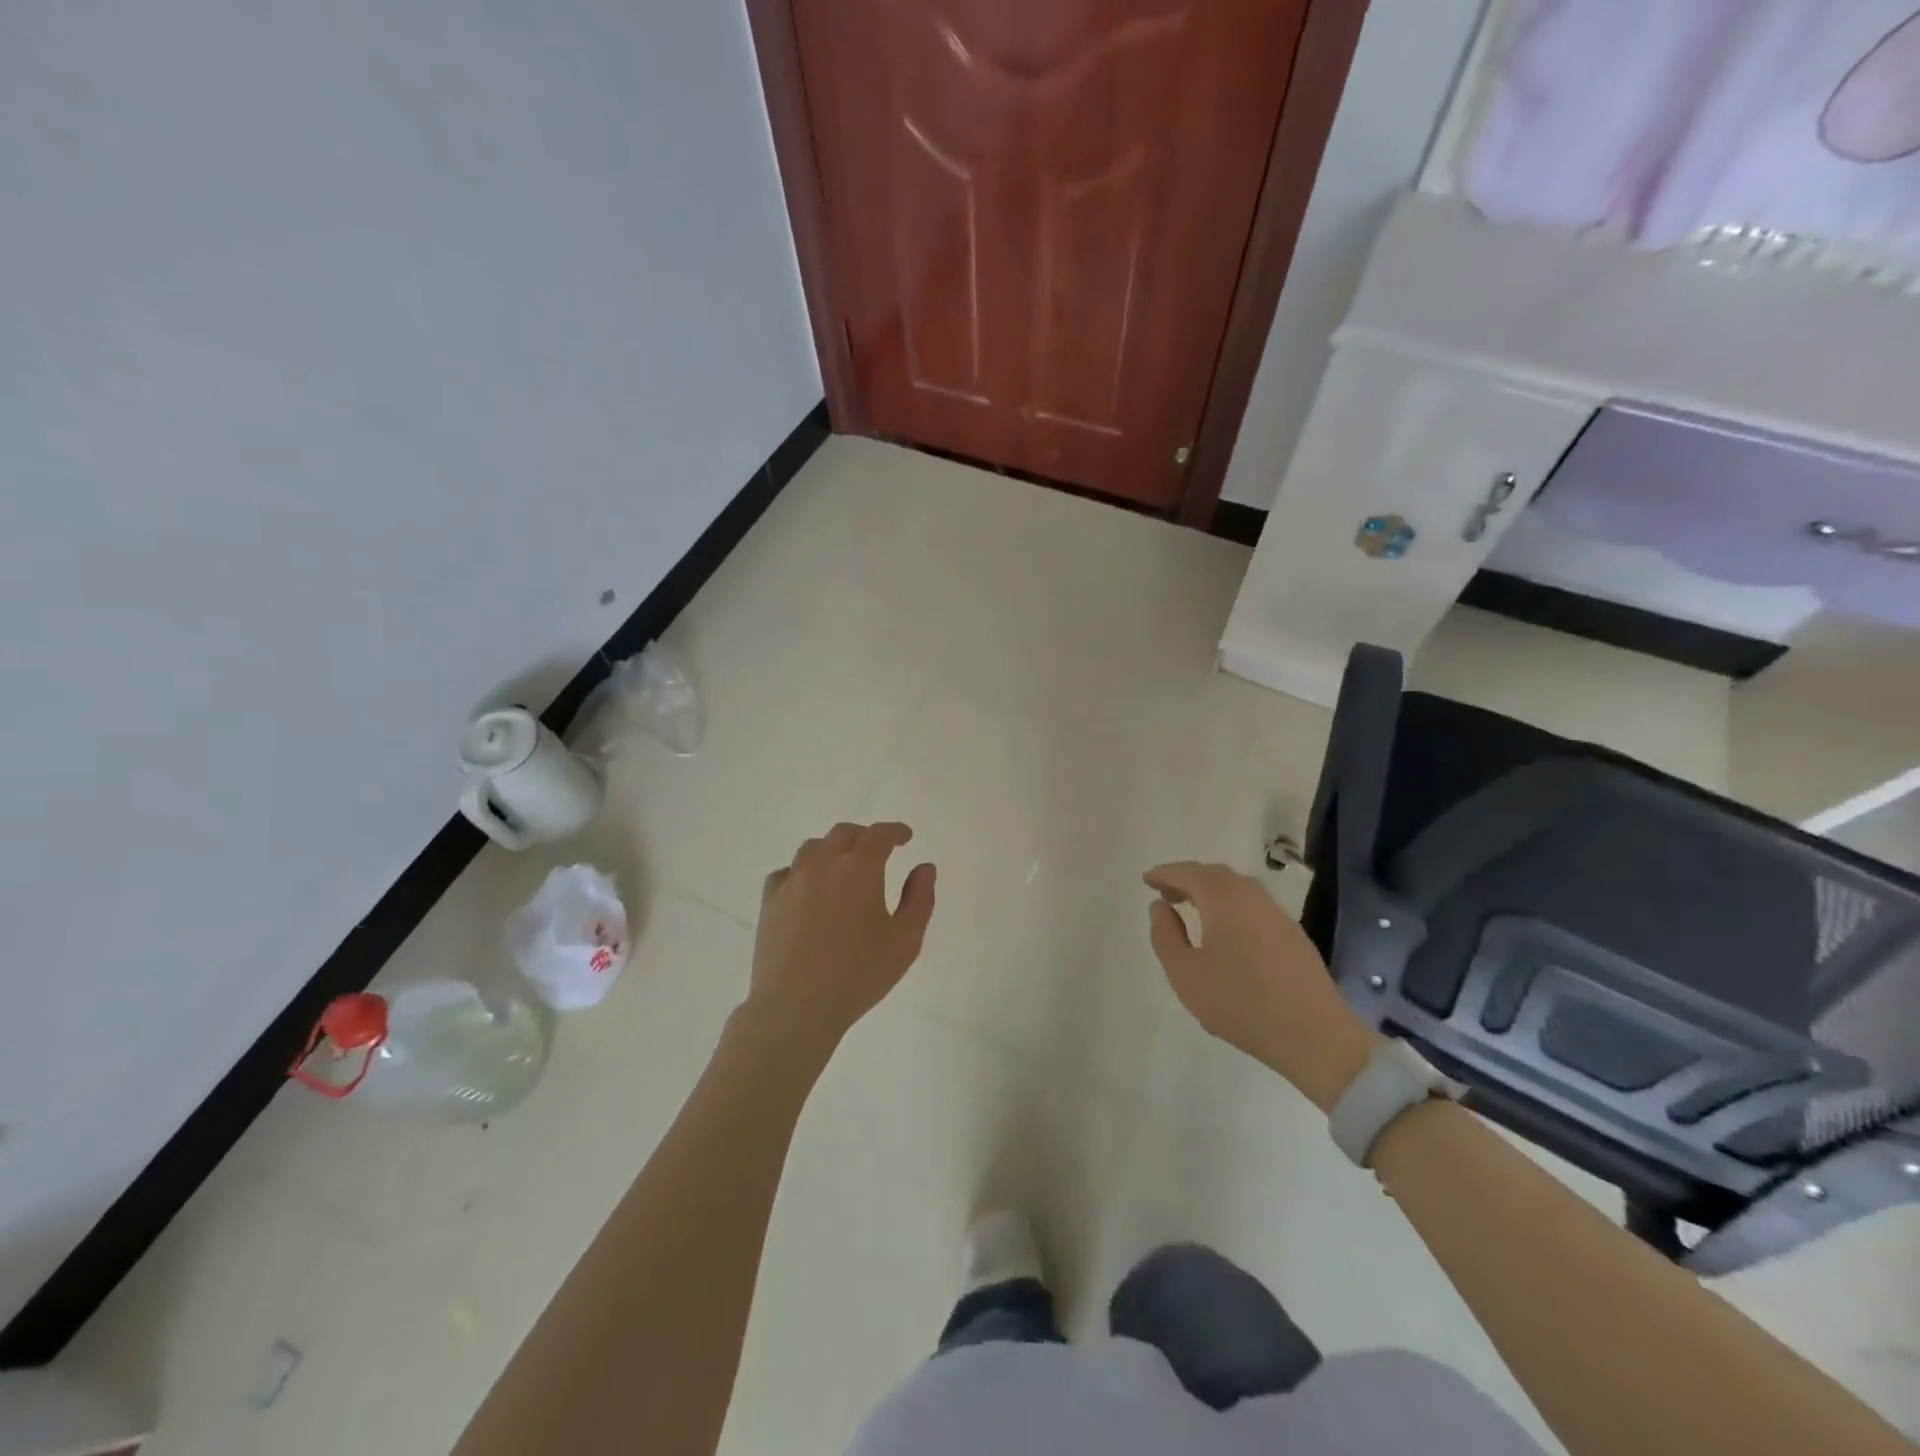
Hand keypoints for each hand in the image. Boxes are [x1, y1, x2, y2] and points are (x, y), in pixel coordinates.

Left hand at [740, 822, 936, 1056]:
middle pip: (843, 834)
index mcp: (859, 869)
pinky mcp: (769, 901)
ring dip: (832, 851)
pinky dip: (803, 872)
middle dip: (864, 837)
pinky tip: (808, 891)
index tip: (905, 837)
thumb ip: (919, 899)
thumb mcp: (905, 940)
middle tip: (877, 851)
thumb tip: (924, 868)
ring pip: (812, 848)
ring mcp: (792, 881)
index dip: (895, 831)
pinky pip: (787, 872)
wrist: (795, 1006)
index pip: (879, 835)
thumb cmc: (858, 975)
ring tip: (842, 869)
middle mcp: (823, 864)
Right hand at [1144, 862, 1377, 1111]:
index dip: (1164, 874)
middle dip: (1187, 879)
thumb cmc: (1240, 1003)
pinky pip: (1252, 905)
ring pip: (1237, 889)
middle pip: (1214, 875)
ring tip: (1191, 909)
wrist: (1314, 1036)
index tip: (1146, 880)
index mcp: (1223, 898)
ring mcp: (1276, 913)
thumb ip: (1165, 935)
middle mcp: (1251, 895)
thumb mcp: (1185, 974)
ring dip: (1210, 892)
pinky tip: (1225, 930)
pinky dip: (1230, 906)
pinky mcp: (1293, 933)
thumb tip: (1160, 906)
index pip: (1188, 873)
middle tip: (1165, 893)